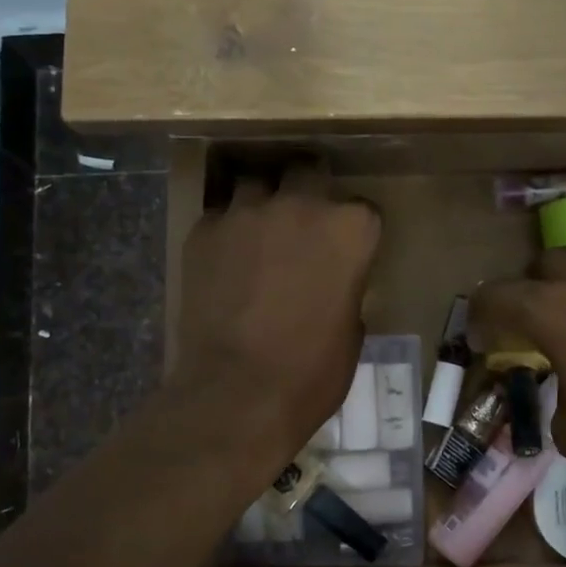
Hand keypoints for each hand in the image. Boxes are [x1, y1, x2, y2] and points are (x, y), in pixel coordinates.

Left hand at [170, 165, 380, 469]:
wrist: (237, 394)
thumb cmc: (312, 373)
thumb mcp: (353, 332)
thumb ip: (347, 287)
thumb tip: (334, 281)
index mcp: (350, 230)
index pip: (362, 210)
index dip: (354, 232)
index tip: (347, 253)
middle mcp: (300, 206)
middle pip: (307, 173)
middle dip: (308, 193)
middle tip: (302, 229)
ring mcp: (246, 213)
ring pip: (256, 185)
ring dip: (262, 205)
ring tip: (258, 239)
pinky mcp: (203, 231)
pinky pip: (219, 217)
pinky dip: (226, 233)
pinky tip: (224, 264)